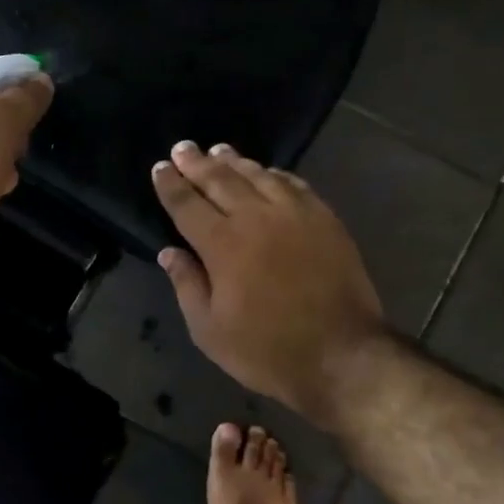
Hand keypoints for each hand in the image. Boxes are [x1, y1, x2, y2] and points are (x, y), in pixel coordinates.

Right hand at [152, 142, 386, 430]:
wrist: (342, 355)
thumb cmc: (267, 350)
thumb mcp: (210, 331)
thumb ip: (187, 285)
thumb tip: (169, 252)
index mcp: (222, 244)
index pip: (187, 204)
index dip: (171, 185)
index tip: (161, 168)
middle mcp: (256, 217)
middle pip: (221, 179)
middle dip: (197, 163)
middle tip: (183, 148)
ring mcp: (295, 214)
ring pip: (258, 175)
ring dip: (235, 161)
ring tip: (219, 151)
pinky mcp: (325, 219)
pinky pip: (294, 184)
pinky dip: (274, 174)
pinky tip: (267, 172)